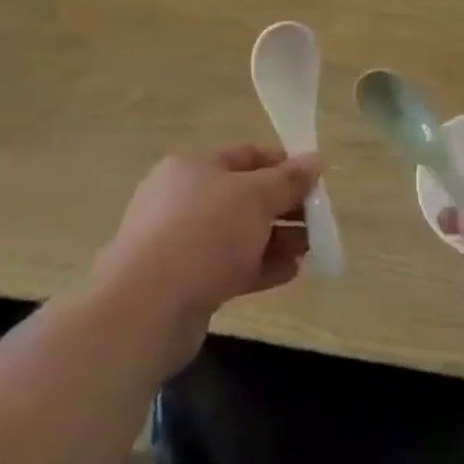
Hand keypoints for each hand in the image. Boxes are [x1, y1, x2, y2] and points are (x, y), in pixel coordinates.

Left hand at [97, 145, 317, 368]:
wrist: (147, 308)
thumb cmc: (204, 234)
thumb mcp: (255, 197)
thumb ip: (288, 180)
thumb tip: (315, 160)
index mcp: (194, 168)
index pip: (246, 155)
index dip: (282, 164)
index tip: (314, 180)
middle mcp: (183, 200)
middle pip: (244, 196)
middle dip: (283, 206)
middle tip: (316, 219)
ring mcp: (181, 242)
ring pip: (238, 234)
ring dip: (276, 239)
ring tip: (309, 249)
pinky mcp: (184, 281)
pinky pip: (230, 266)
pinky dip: (260, 266)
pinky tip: (290, 272)